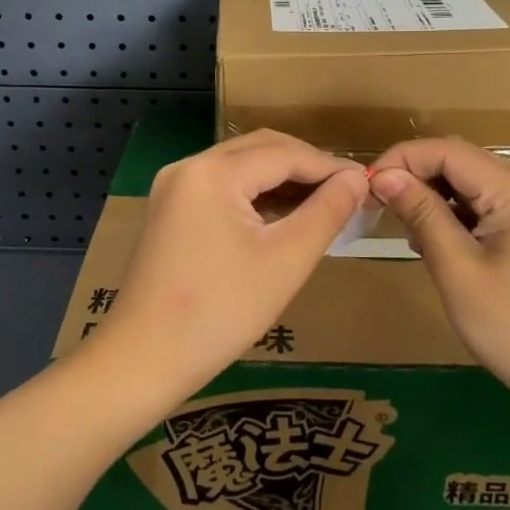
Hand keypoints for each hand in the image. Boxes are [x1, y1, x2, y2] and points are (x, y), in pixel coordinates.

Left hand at [93, 130, 368, 400]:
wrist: (143, 360)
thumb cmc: (220, 312)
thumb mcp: (286, 261)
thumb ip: (326, 212)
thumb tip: (358, 179)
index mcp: (212, 172)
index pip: (284, 153)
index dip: (329, 167)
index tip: (367, 185)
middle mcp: (188, 167)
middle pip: (260, 150)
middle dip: (306, 167)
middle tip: (347, 193)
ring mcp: (173, 187)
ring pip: (240, 167)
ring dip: (281, 180)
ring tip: (323, 205)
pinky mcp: (169, 210)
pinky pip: (221, 187)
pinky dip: (254, 196)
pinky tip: (282, 217)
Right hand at [369, 138, 509, 415]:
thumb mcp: (457, 269)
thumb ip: (421, 213)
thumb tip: (383, 175)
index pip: (447, 151)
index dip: (402, 160)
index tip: (365, 185)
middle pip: (460, 163)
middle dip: (415, 177)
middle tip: (377, 207)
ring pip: (470, 185)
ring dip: (433, 198)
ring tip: (404, 231)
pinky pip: (485, 207)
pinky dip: (454, 216)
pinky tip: (434, 243)